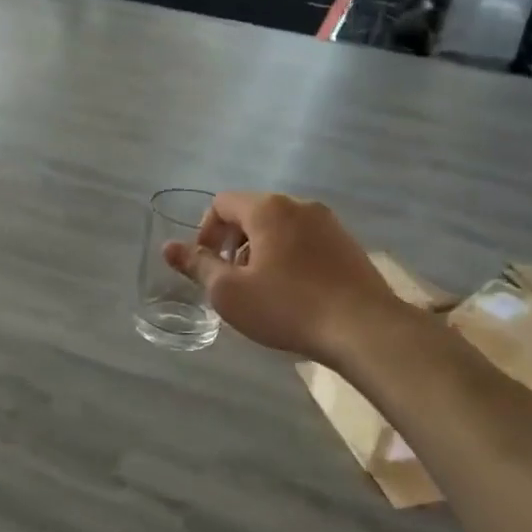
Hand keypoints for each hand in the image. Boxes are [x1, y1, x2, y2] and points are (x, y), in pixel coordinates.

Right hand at [162, 192, 401, 364]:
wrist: (364, 328)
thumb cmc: (288, 307)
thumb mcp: (229, 292)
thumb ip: (197, 266)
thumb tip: (168, 247)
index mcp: (268, 209)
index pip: (222, 202)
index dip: (206, 232)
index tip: (208, 266)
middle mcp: (299, 205)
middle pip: (252, 213)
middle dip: (234, 243)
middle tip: (232, 280)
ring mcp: (329, 223)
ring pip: (280, 228)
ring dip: (261, 251)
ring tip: (262, 290)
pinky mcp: (348, 244)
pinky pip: (305, 241)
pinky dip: (289, 257)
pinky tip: (294, 293)